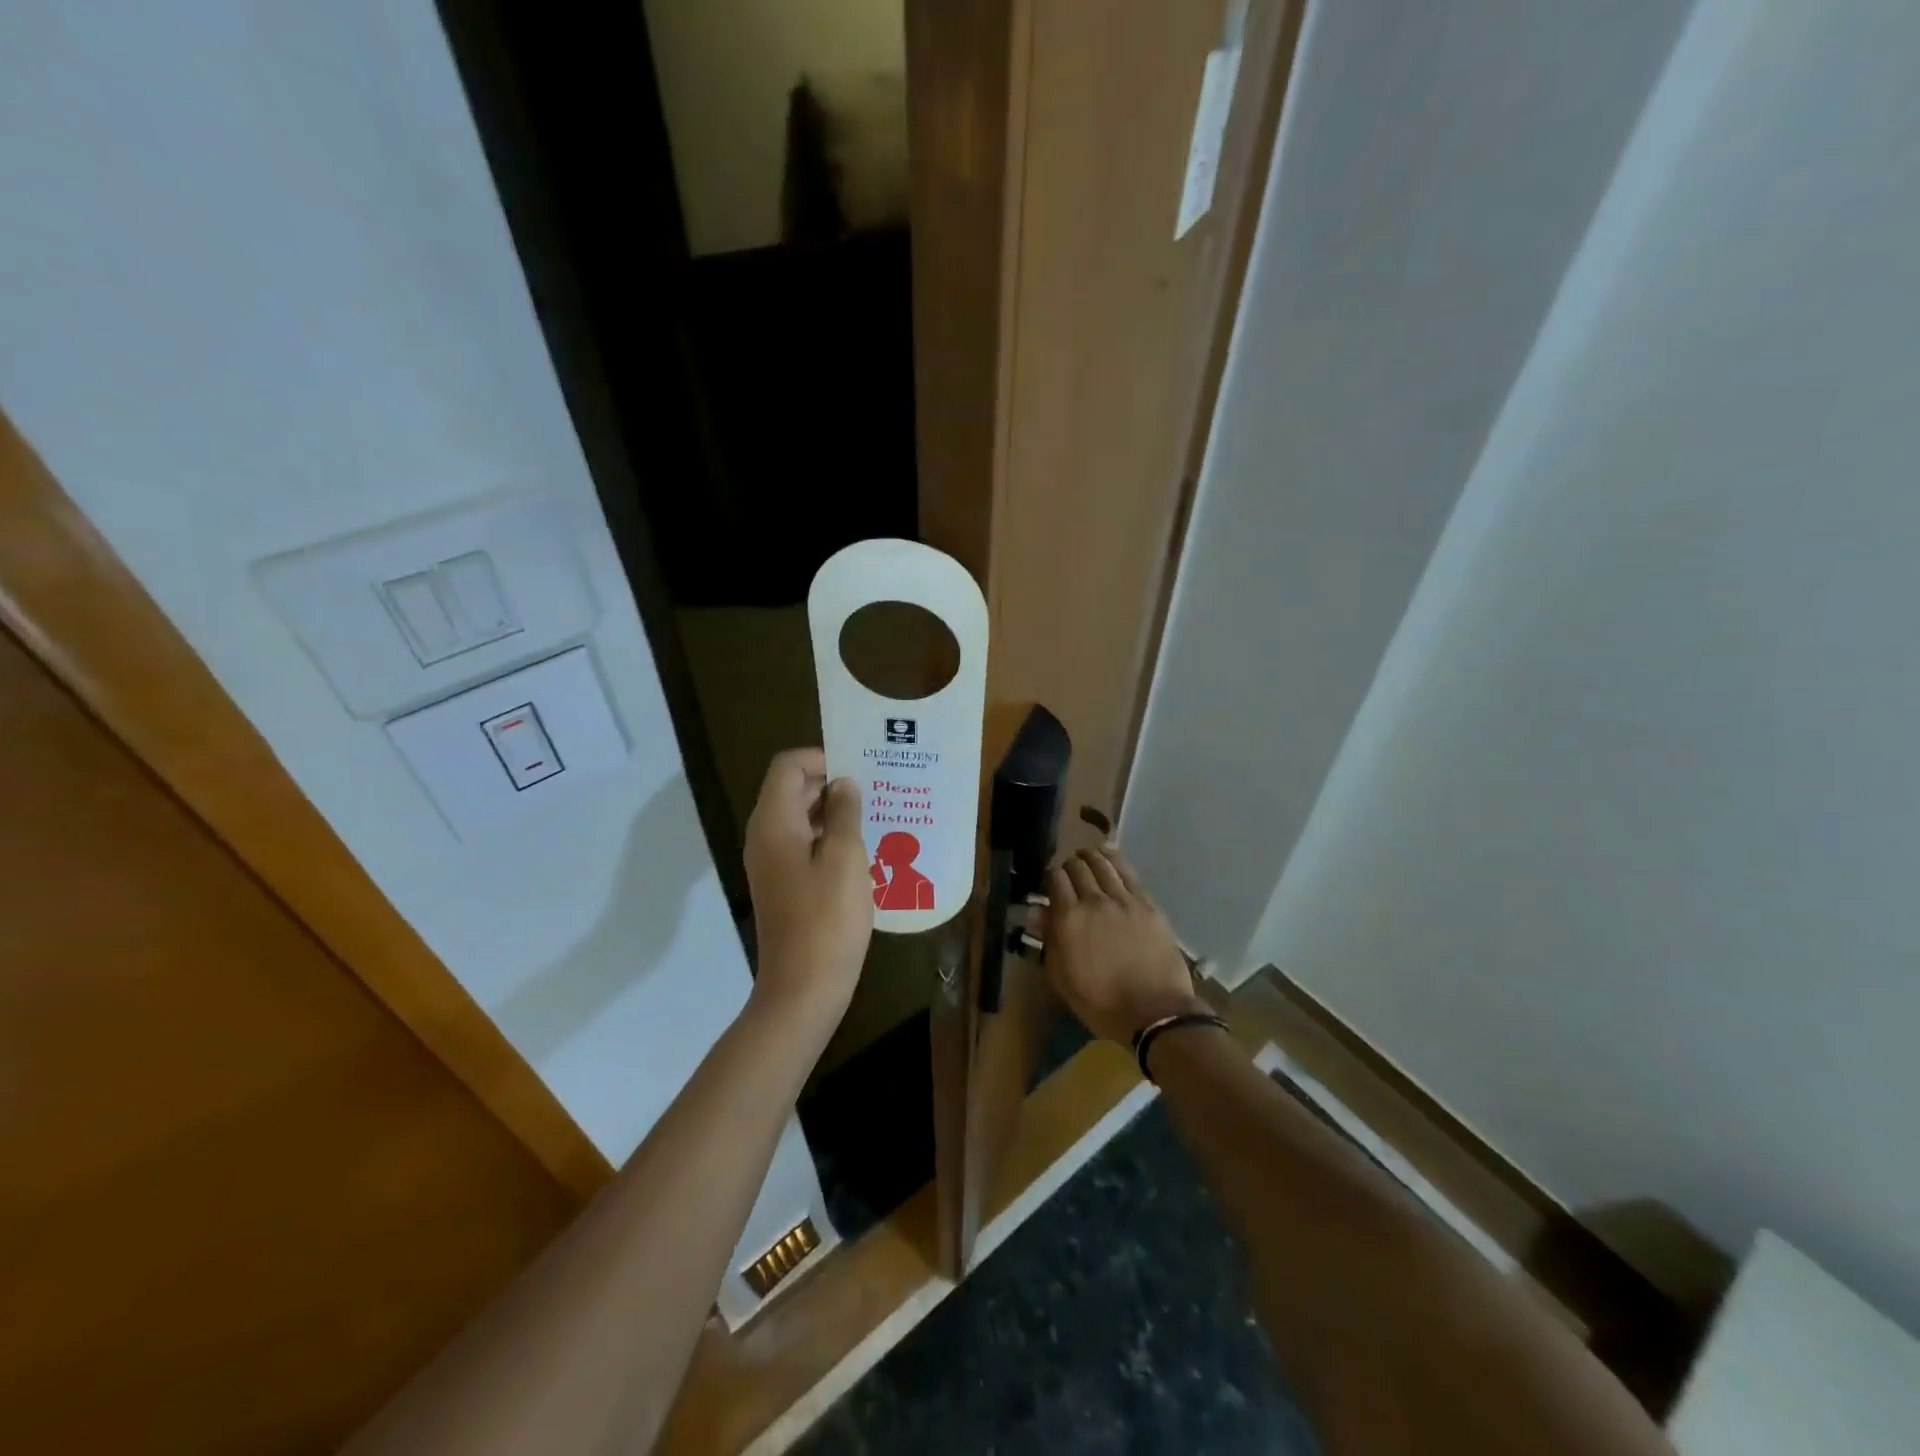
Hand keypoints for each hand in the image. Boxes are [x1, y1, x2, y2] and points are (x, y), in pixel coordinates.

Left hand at [744, 748, 873, 1023]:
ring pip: (799, 818)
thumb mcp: (846, 858)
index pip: (787, 767)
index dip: (821, 758)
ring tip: (875, 814)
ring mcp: (771, 863)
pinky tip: (863, 849)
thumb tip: (843, 784)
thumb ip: (845, 813)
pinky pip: (803, 845)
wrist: (803, 988)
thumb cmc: (827, 919)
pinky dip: (828, 838)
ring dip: (833, 812)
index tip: (859, 767)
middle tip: (876, 787)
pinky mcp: (783, 885)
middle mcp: (765, 837)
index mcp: (774, 823)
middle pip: (792, 790)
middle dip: (831, 783)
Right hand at [1041, 846, 1207, 1045]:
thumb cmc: (1102, 1003)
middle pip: (1077, 868)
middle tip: (1068, 873)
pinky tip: (1110, 855)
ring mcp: (1124, 899)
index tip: (1049, 883)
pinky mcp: (1147, 904)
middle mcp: (1094, 901)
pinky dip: (1116, 860)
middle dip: (1068, 865)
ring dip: (1090, 857)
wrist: (1155, 1012)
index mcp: (1069, 919)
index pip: (1054, 880)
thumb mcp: (1063, 979)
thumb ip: (1049, 940)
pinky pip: (1128, 873)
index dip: (1049, 876)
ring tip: (1086, 856)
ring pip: (1103, 864)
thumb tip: (1038, 912)